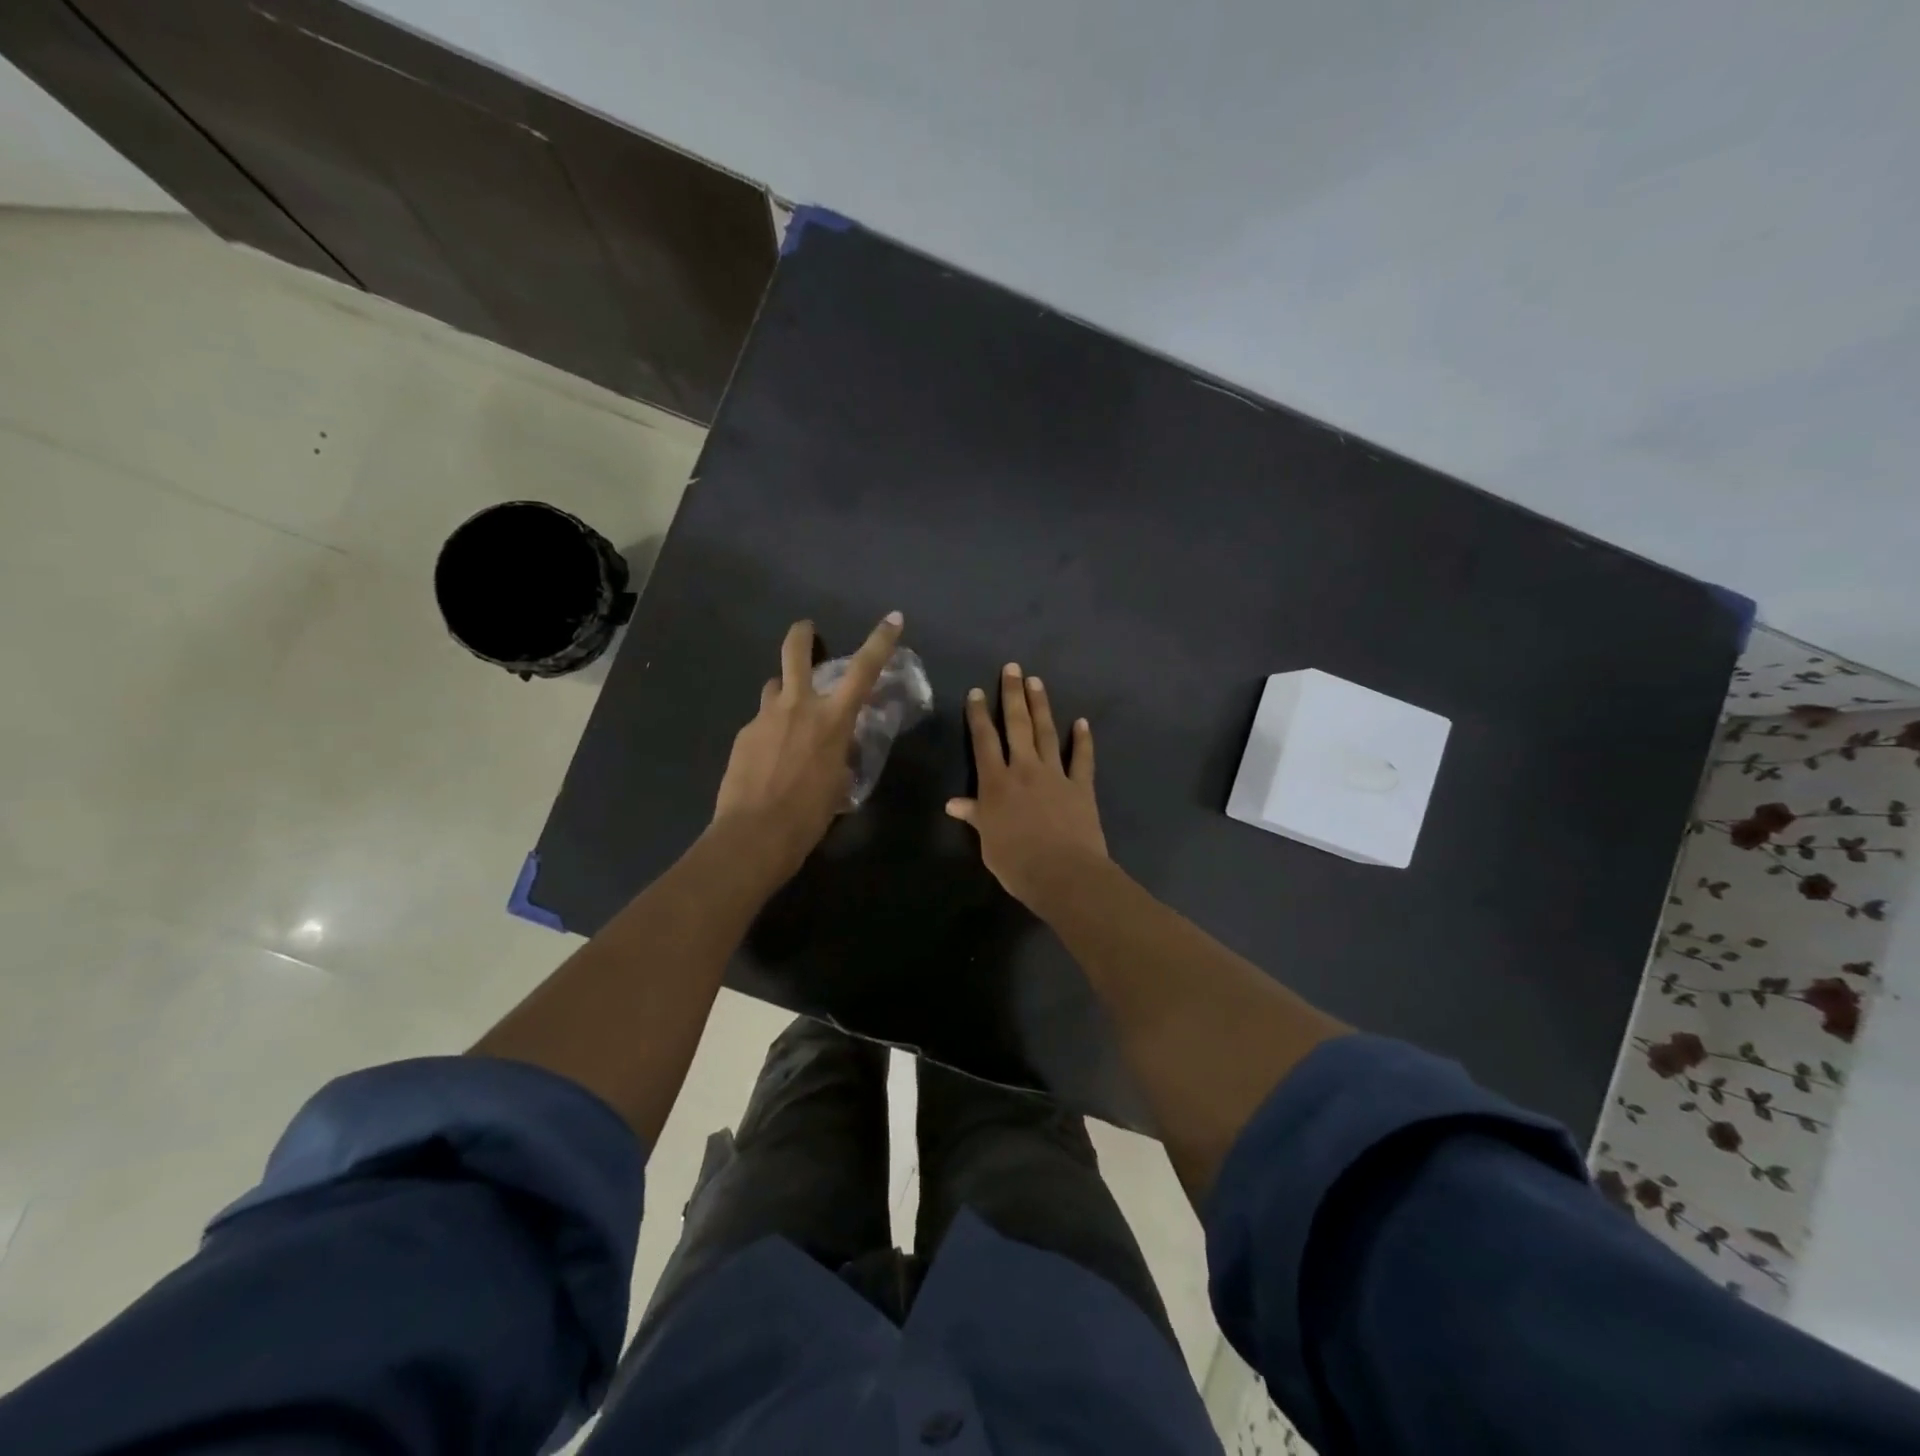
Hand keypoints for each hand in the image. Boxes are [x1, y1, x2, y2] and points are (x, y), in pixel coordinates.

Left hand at [712, 612, 904, 877]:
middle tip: (805, 629)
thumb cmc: (809, 814)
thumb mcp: (838, 782)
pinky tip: (767, 760)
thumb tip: (834, 747)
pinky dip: (769, 731)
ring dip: (783, 693)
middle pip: (796, 653)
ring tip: (786, 716)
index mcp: (832, 719)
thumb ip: (838, 754)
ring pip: (774, 687)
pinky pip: (761, 722)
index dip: (880, 641)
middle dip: (802, 634)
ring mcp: (765, 717)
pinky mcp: (743, 735)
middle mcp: (798, 707)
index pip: (864, 670)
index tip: (893, 618)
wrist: (755, 834)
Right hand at [947, 663, 1108, 908]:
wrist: (1063, 874)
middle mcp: (1024, 769)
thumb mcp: (987, 842)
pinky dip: (1083, 740)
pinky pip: (1082, 758)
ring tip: (1037, 682)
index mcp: (996, 783)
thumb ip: (975, 816)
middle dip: (1012, 695)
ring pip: (1047, 733)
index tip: (975, 692)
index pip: (984, 741)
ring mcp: (1055, 775)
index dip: (978, 715)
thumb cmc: (1016, 862)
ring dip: (1041, 706)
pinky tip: (1082, 722)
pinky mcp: (1081, 787)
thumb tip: (953, 803)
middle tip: (1013, 668)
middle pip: (1017, 725)